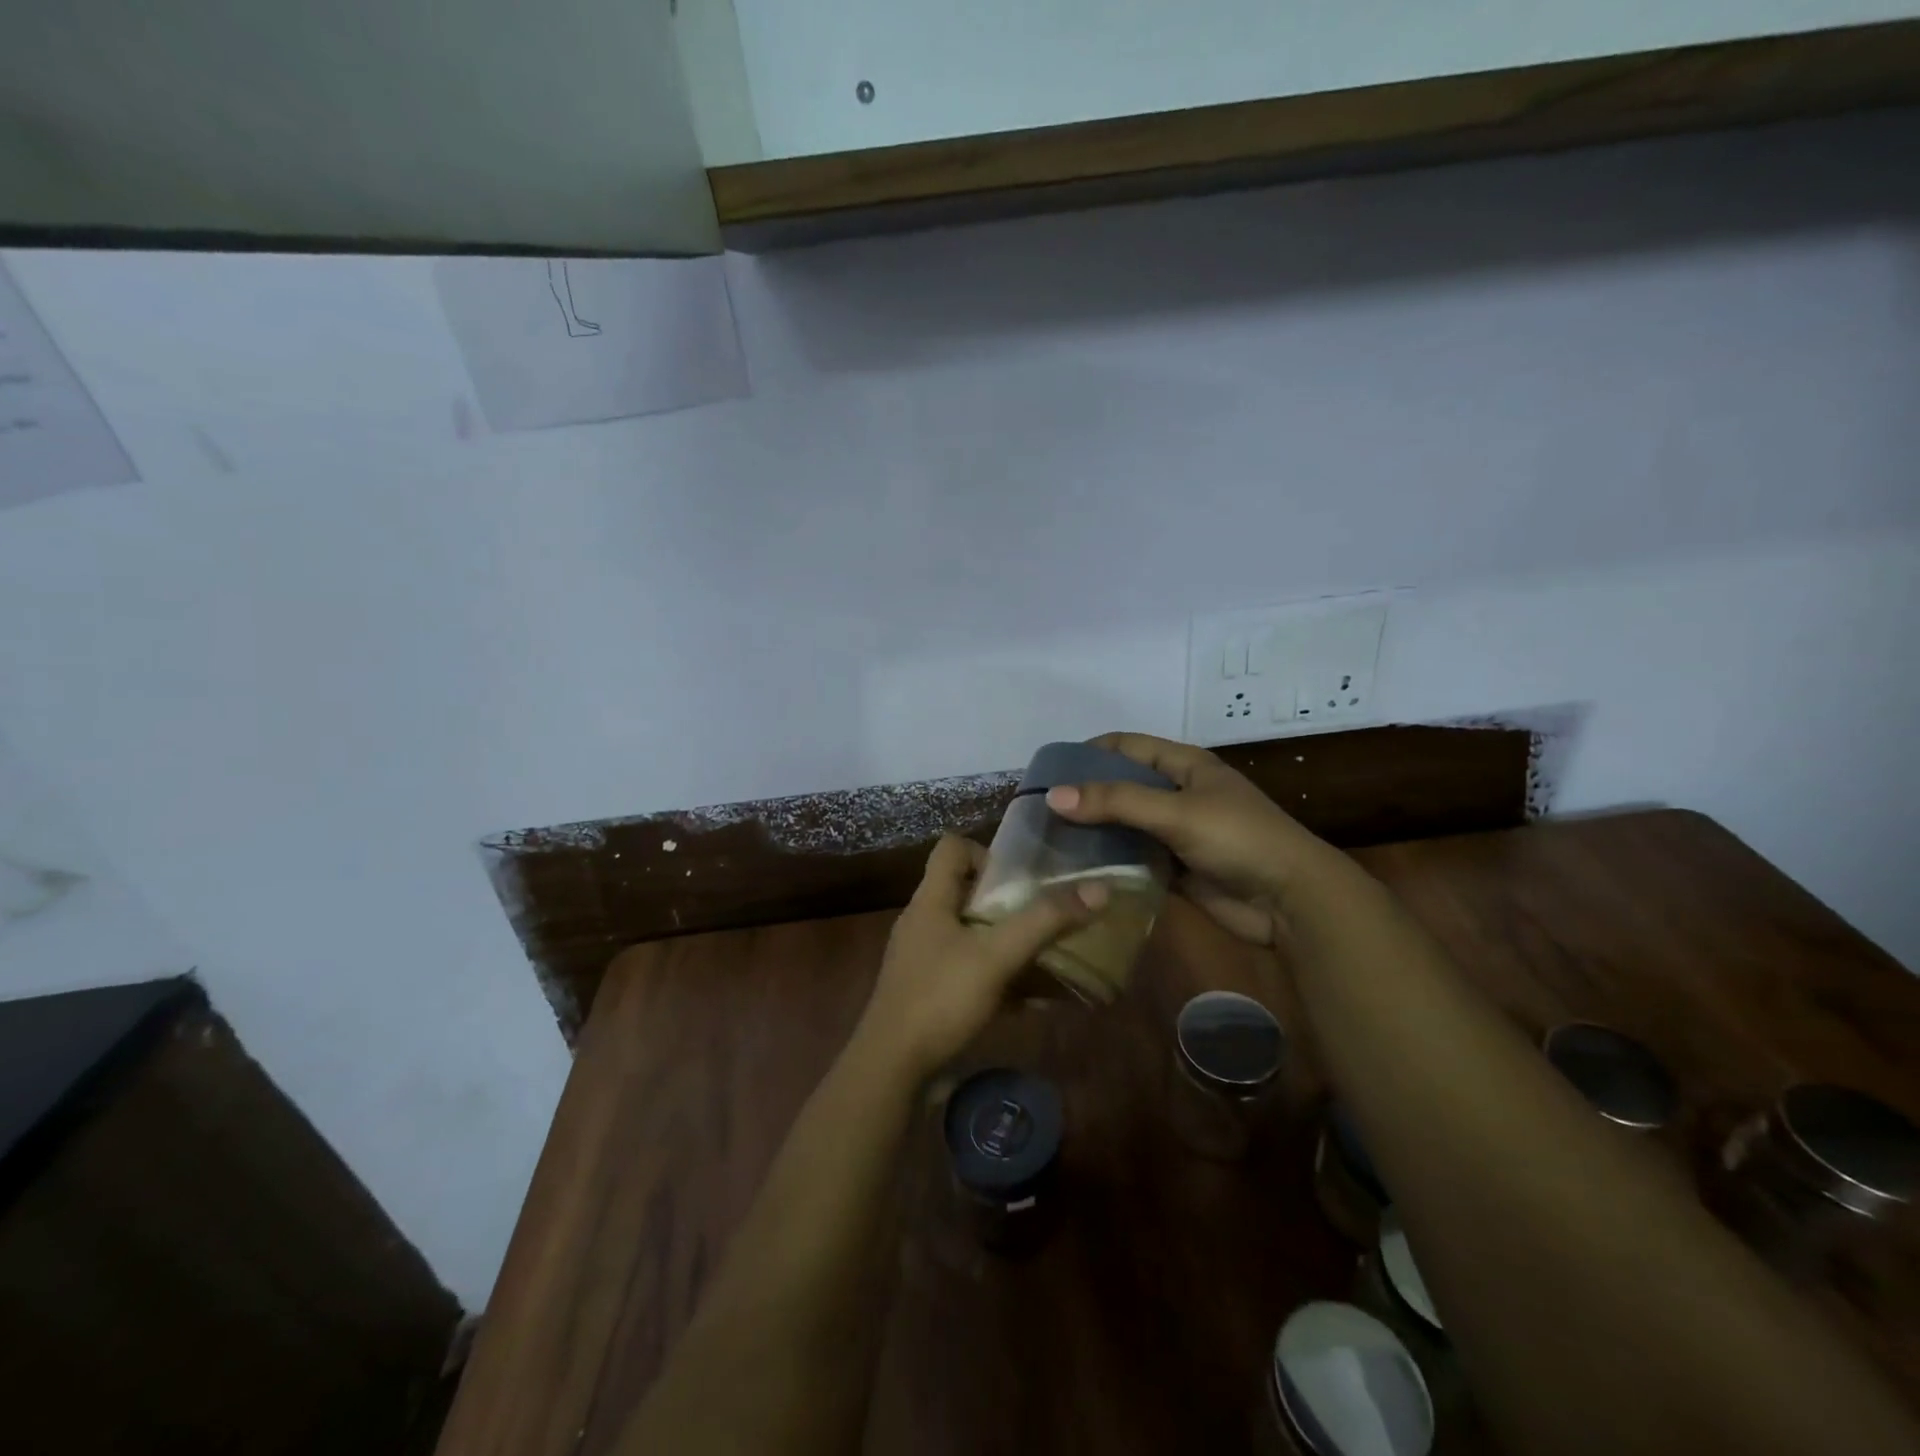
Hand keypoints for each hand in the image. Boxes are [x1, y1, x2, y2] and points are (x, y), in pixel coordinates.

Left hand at [855, 836, 1102, 1082]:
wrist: (891, 1068)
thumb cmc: (940, 998)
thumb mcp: (996, 956)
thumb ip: (1044, 921)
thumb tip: (1099, 887)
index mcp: (931, 899)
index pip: (952, 847)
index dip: (987, 852)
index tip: (1021, 879)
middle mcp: (925, 921)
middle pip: (969, 891)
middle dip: (1012, 902)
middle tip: (1048, 916)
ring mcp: (926, 959)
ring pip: (974, 935)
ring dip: (1011, 943)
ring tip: (1051, 957)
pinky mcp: (931, 992)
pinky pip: (972, 971)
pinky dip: (1002, 978)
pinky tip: (1035, 1002)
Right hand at [1043, 732, 1336, 946]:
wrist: (1290, 901)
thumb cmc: (1239, 839)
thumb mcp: (1176, 812)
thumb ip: (1115, 802)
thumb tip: (1052, 796)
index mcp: (1184, 765)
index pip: (1126, 746)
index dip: (1088, 752)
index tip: (1047, 771)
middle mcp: (1178, 794)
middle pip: (1121, 786)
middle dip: (1085, 796)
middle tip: (1040, 812)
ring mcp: (1176, 833)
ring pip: (1125, 825)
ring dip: (1094, 832)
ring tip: (1049, 841)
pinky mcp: (1176, 868)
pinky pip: (1135, 859)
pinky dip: (1110, 862)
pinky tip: (1078, 870)